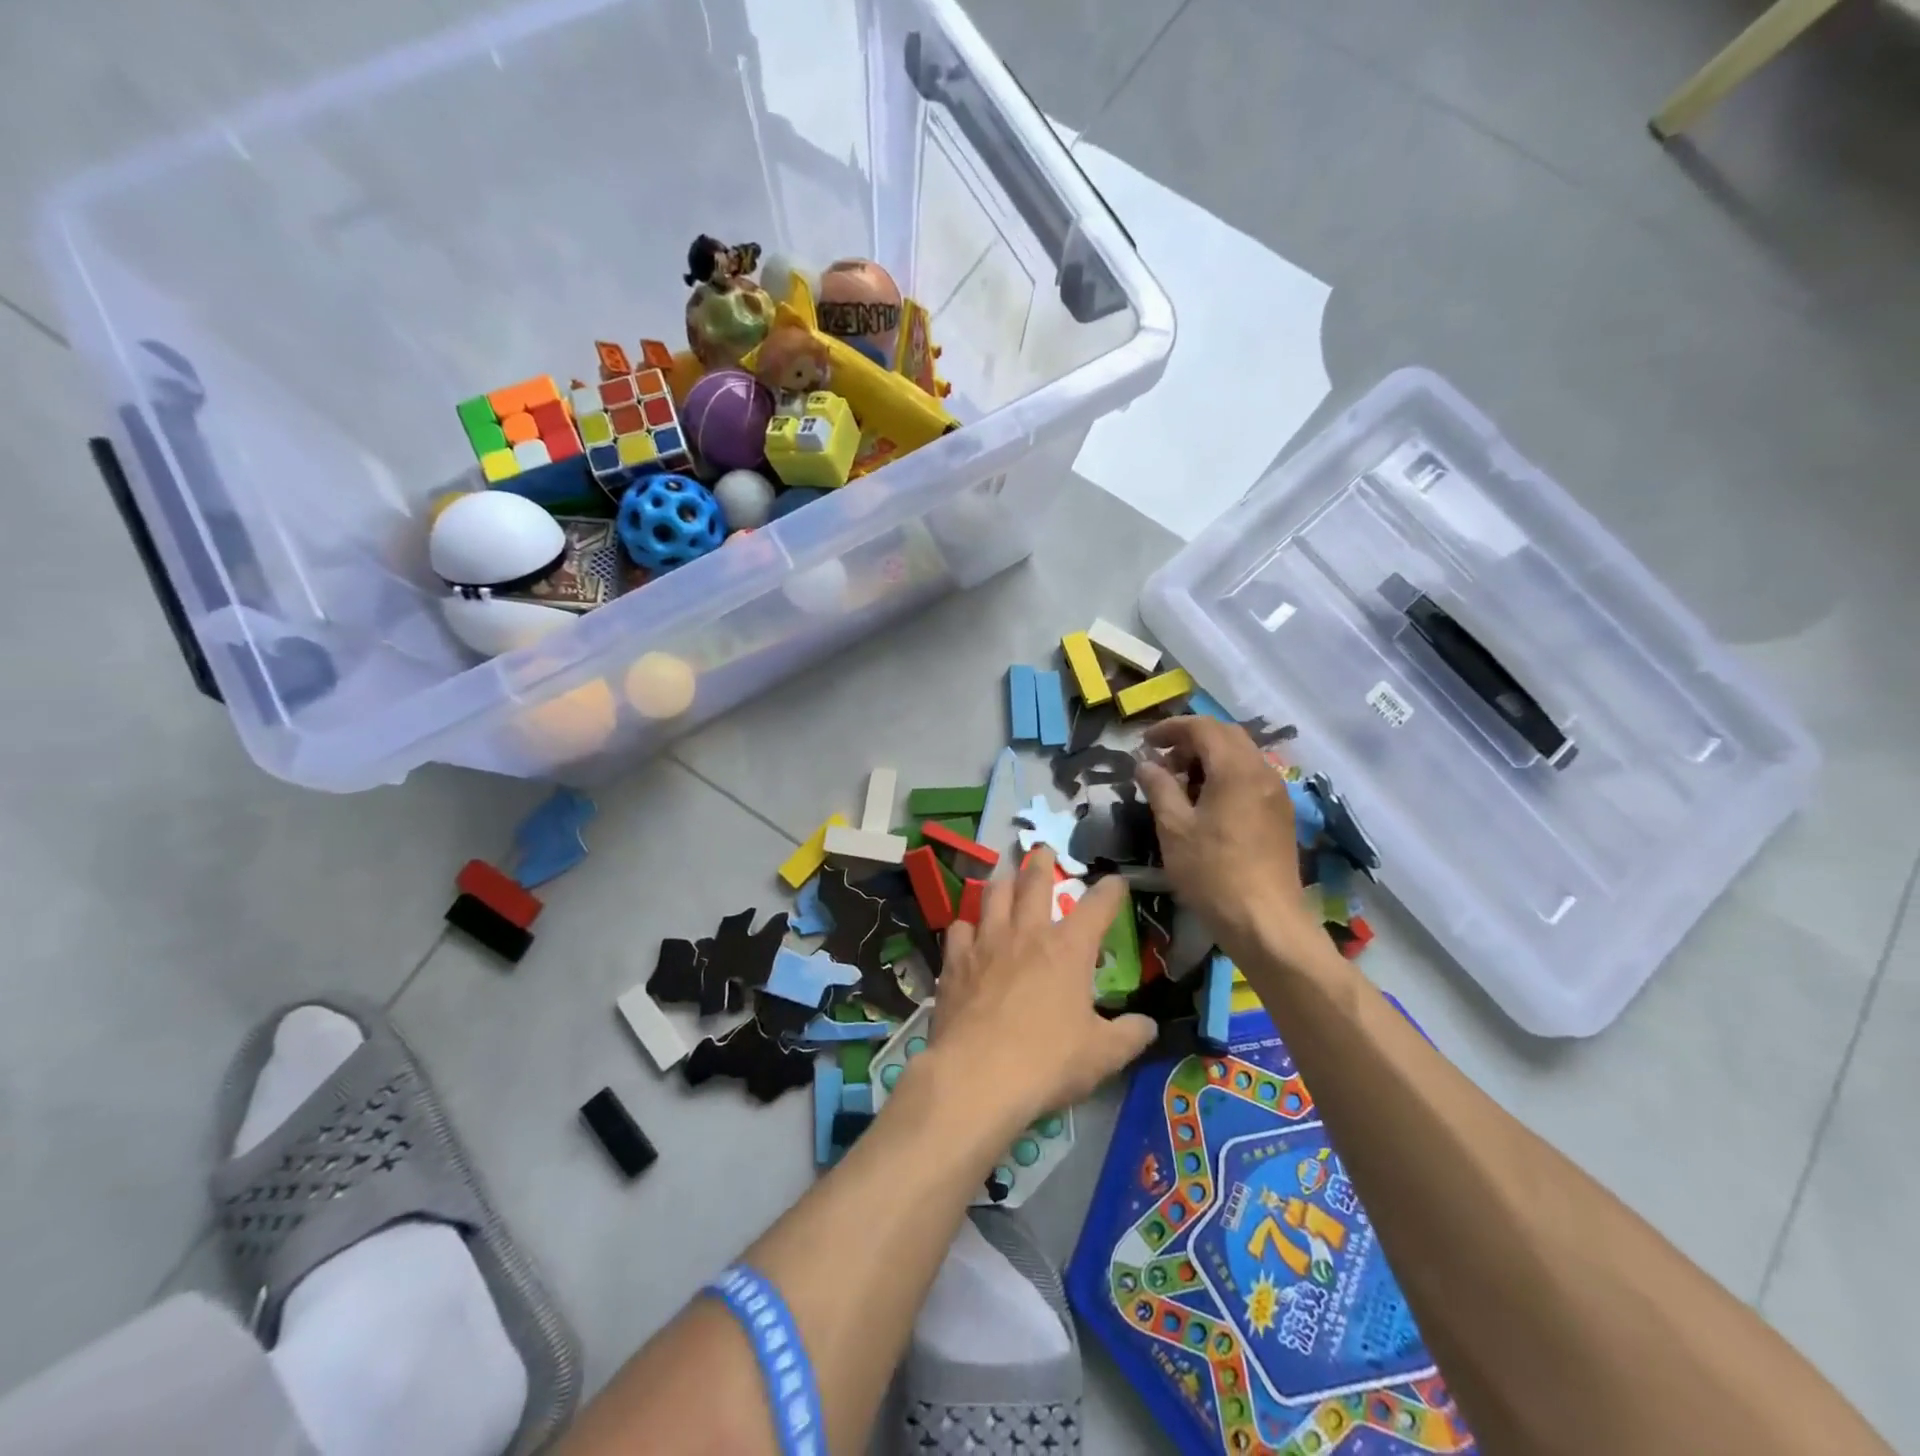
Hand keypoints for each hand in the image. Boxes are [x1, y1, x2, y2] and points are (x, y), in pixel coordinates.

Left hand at [932, 848, 1156, 1125]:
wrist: (977, 1076)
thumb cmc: (1047, 1062)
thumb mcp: (1103, 1056)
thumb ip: (1130, 1036)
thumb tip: (1148, 1025)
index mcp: (1068, 949)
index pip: (1098, 905)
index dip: (1111, 889)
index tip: (1116, 881)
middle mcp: (1027, 933)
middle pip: (1034, 881)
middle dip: (1042, 862)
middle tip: (1043, 851)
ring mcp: (986, 942)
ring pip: (992, 894)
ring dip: (1002, 883)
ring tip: (1004, 878)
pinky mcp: (955, 961)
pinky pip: (959, 928)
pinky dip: (966, 925)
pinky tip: (967, 932)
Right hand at [1134, 716, 1325, 969]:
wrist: (1266, 922)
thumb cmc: (1213, 873)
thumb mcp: (1174, 828)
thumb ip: (1159, 787)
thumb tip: (1146, 763)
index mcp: (1236, 769)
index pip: (1203, 727)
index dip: (1171, 728)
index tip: (1145, 742)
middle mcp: (1262, 772)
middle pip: (1226, 736)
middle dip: (1191, 740)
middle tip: (1162, 761)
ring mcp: (1276, 794)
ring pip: (1241, 756)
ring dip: (1209, 758)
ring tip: (1180, 784)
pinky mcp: (1281, 815)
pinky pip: (1251, 778)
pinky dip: (1225, 776)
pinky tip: (1206, 804)